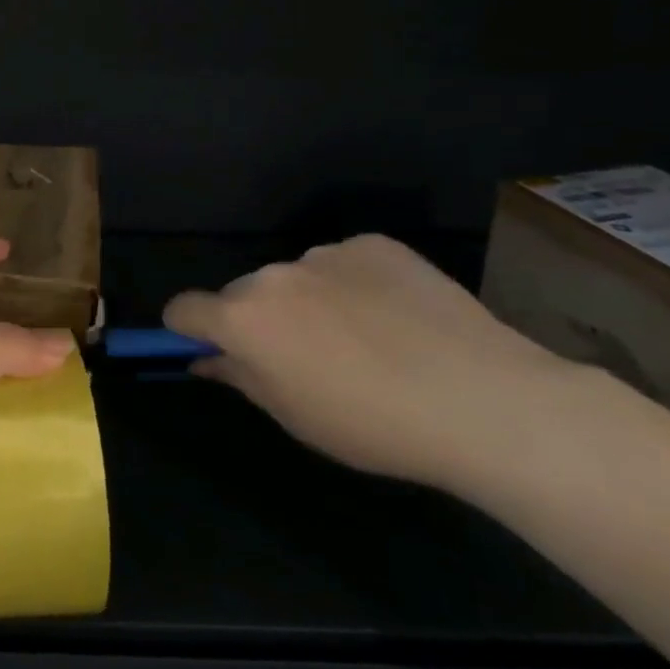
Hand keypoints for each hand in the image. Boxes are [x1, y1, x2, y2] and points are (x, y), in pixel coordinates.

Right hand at [164, 234, 596, 493]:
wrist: (485, 401)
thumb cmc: (373, 424)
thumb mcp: (293, 416)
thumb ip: (238, 377)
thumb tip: (206, 360)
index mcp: (242, 318)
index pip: (184, 309)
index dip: (189, 331)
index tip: (214, 351)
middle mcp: (271, 274)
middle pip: (243, 293)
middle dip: (258, 319)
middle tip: (305, 358)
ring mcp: (324, 254)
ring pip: (295, 277)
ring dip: (306, 301)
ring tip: (364, 339)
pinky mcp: (374, 244)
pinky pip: (343, 263)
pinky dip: (353, 285)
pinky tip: (396, 318)